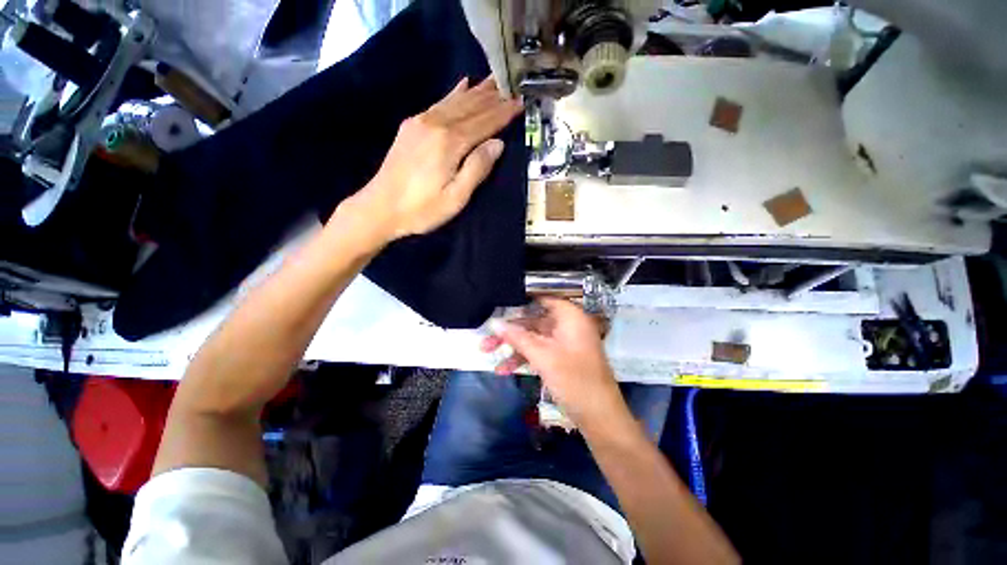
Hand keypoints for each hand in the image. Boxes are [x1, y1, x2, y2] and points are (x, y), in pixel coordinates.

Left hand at [337, 76, 522, 243]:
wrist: (379, 208)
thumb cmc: (422, 209)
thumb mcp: (456, 198)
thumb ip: (477, 168)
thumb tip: (498, 143)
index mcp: (450, 143)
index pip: (484, 123)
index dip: (503, 113)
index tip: (521, 102)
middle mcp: (436, 124)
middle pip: (471, 107)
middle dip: (494, 98)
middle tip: (514, 88)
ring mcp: (420, 122)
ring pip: (456, 100)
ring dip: (477, 91)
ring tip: (495, 81)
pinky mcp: (411, 126)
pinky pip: (439, 102)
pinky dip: (454, 92)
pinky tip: (463, 83)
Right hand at [482, 297, 628, 427]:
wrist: (599, 417)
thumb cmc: (574, 380)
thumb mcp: (542, 356)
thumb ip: (517, 337)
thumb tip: (493, 323)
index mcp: (570, 317)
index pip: (542, 299)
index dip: (521, 301)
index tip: (499, 305)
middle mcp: (568, 326)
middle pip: (534, 321)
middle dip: (510, 331)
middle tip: (487, 338)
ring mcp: (564, 343)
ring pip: (534, 338)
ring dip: (512, 347)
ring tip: (486, 353)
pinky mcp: (561, 359)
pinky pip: (539, 352)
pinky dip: (523, 358)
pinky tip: (504, 370)